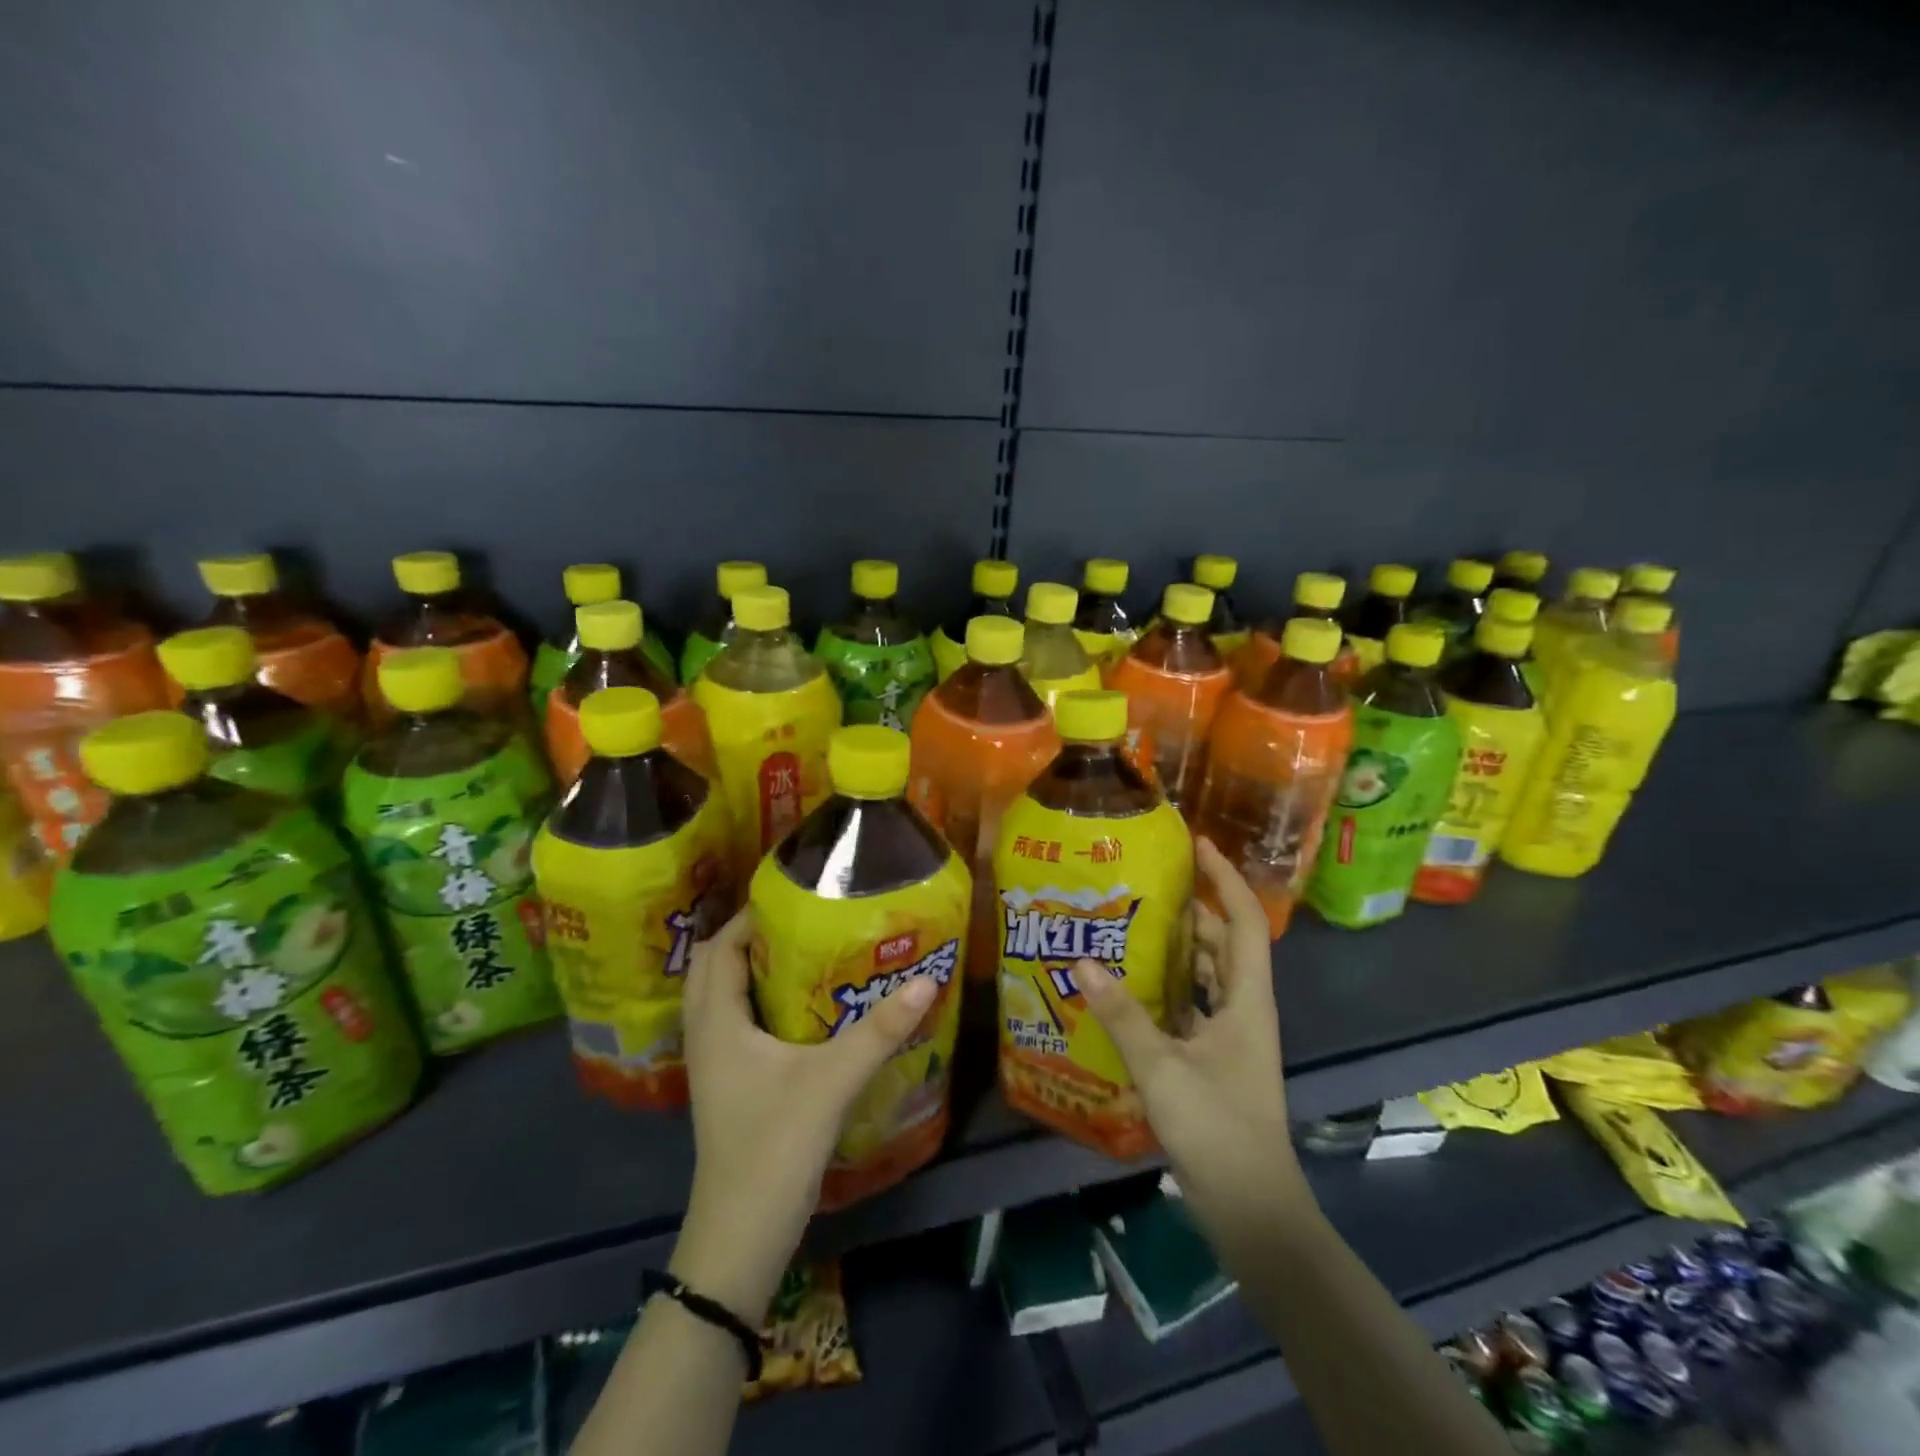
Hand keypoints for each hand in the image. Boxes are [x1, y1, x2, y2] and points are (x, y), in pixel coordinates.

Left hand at [670, 907, 937, 1321]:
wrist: (740, 1237)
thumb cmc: (774, 1147)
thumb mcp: (833, 1081)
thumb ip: (879, 1031)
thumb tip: (925, 981)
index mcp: (717, 1022)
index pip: (722, 948)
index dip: (752, 916)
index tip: (797, 897)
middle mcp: (707, 1035)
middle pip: (715, 967)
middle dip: (752, 937)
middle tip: (802, 921)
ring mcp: (715, 1064)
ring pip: (723, 997)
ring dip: (752, 969)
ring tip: (804, 952)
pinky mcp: (728, 1086)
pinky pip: (735, 1024)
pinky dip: (757, 1002)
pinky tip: (801, 1009)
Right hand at [1076, 837, 1301, 1214]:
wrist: (1252, 1209)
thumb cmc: (1218, 1129)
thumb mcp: (1163, 1068)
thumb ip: (1122, 1015)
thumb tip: (1082, 962)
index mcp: (1248, 1000)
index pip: (1244, 921)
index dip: (1226, 878)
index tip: (1199, 844)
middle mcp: (1245, 1009)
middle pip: (1224, 943)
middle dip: (1192, 909)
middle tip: (1143, 884)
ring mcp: (1232, 1036)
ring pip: (1208, 975)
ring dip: (1178, 949)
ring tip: (1130, 924)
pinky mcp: (1216, 1059)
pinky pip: (1193, 1005)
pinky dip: (1169, 988)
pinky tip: (1130, 986)